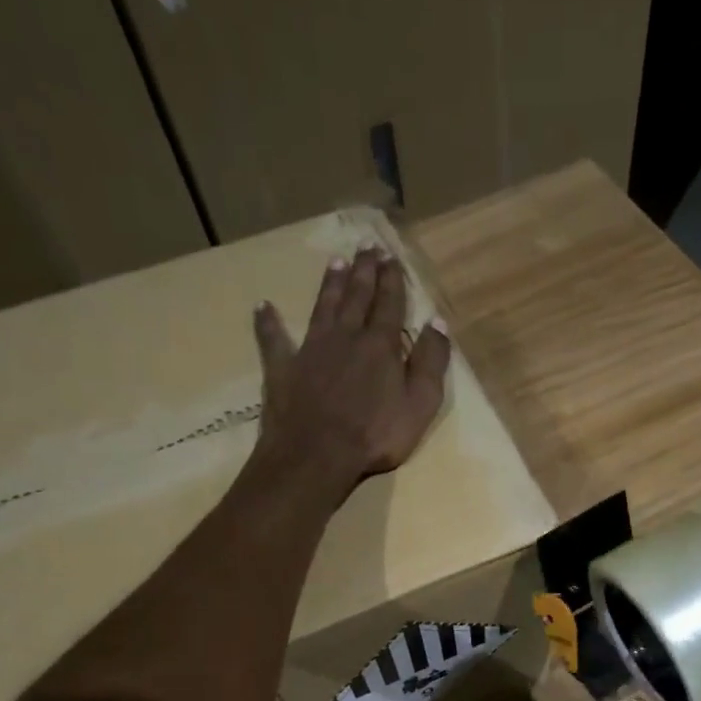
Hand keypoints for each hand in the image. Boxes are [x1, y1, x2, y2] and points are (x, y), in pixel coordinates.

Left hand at [253, 245, 450, 493]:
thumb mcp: (420, 404)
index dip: (392, 280)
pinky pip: (273, 339)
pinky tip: (262, 306)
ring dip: (330, 284)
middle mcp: (345, 337)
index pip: (389, 304)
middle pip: (356, 297)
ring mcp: (311, 350)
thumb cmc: (376, 434)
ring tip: (335, 261)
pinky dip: (268, 322)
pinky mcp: (283, 368)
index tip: (392, 257)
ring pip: (322, 307)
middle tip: (367, 246)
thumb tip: (438, 324)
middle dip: (364, 271)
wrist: (317, 454)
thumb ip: (431, 363)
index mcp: (380, 345)